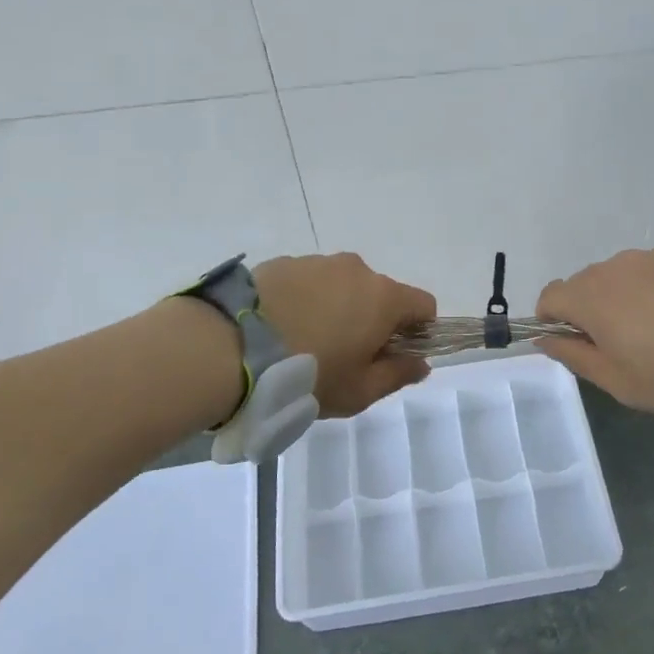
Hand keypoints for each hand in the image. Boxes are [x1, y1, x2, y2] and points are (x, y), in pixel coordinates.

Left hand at [254, 253, 436, 416]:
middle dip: (372, 321)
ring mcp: (317, 262)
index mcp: (384, 298)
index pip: (424, 305)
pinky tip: (279, 328)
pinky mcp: (283, 263)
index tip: (393, 355)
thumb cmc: (308, 375)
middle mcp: (356, 270)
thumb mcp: (359, 391)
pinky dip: (305, 301)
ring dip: (337, 309)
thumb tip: (421, 364)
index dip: (417, 332)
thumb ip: (398, 375)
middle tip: (344, 356)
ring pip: (342, 286)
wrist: (230, 347)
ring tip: (304, 342)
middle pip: (381, 294)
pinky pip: (308, 282)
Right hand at [535, 247, 653, 411]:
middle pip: (586, 284)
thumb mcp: (617, 379)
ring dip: (627, 297)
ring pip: (623, 275)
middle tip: (623, 343)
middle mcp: (614, 267)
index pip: (549, 296)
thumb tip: (545, 339)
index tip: (574, 342)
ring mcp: (651, 257)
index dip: (552, 319)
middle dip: (592, 309)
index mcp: (589, 297)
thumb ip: (574, 356)